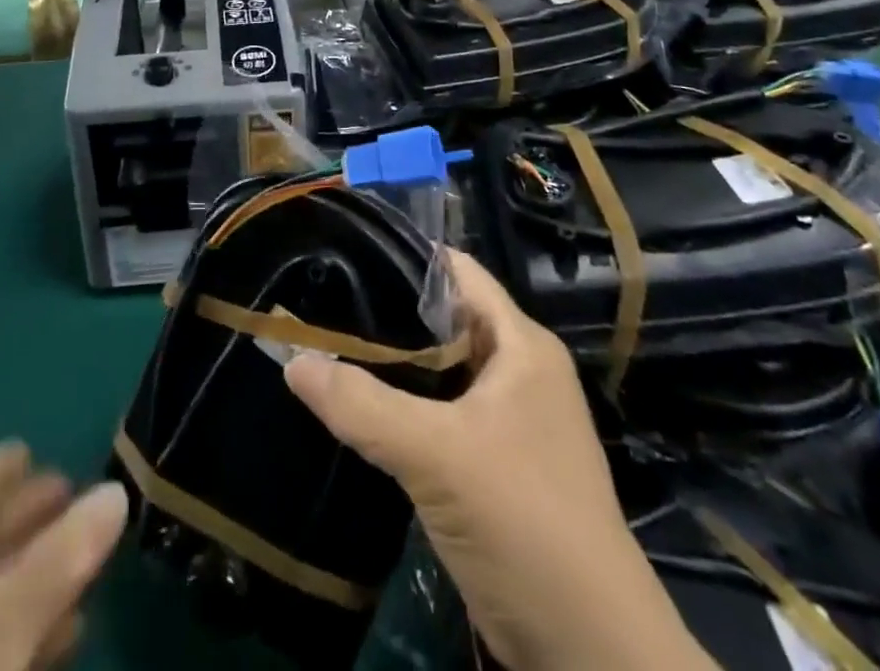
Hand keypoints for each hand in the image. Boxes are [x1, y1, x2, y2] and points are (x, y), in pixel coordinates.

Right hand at [283, 251, 712, 670]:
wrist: (588, 652)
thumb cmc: (523, 521)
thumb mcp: (436, 454)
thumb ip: (361, 404)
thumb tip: (291, 359)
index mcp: (521, 345)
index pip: (457, 272)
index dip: (404, 254)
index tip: (346, 248)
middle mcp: (518, 370)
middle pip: (444, 319)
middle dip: (388, 311)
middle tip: (322, 298)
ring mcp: (509, 420)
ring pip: (439, 370)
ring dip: (392, 363)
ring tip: (327, 343)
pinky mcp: (494, 464)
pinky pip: (439, 413)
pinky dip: (402, 405)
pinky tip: (356, 404)